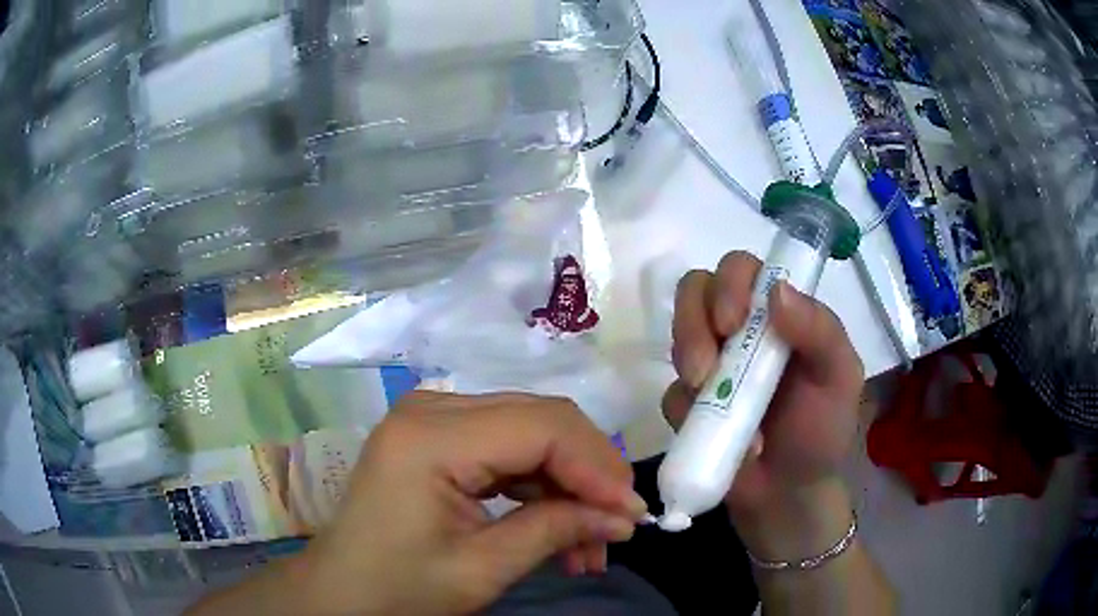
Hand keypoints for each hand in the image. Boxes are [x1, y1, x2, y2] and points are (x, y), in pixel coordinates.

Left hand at [297, 392, 646, 614]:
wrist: (341, 592)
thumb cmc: (398, 588)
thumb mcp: (482, 569)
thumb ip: (555, 531)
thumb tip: (623, 517)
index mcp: (430, 437)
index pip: (542, 428)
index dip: (598, 467)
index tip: (632, 514)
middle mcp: (432, 408)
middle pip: (541, 420)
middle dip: (589, 474)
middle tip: (617, 526)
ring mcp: (433, 418)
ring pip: (531, 432)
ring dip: (568, 484)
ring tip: (589, 543)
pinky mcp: (437, 436)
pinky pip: (507, 447)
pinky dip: (539, 485)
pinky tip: (557, 526)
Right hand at [662, 252, 864, 560]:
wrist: (788, 493)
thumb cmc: (822, 429)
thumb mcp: (840, 378)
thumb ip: (821, 331)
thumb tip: (777, 289)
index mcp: (777, 313)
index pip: (741, 269)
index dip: (729, 284)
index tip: (732, 325)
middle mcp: (739, 329)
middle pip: (696, 290)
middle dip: (693, 323)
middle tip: (705, 369)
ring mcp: (709, 364)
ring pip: (675, 333)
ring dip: (686, 361)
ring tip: (708, 399)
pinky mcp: (686, 403)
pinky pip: (669, 392)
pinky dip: (687, 413)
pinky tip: (716, 437)